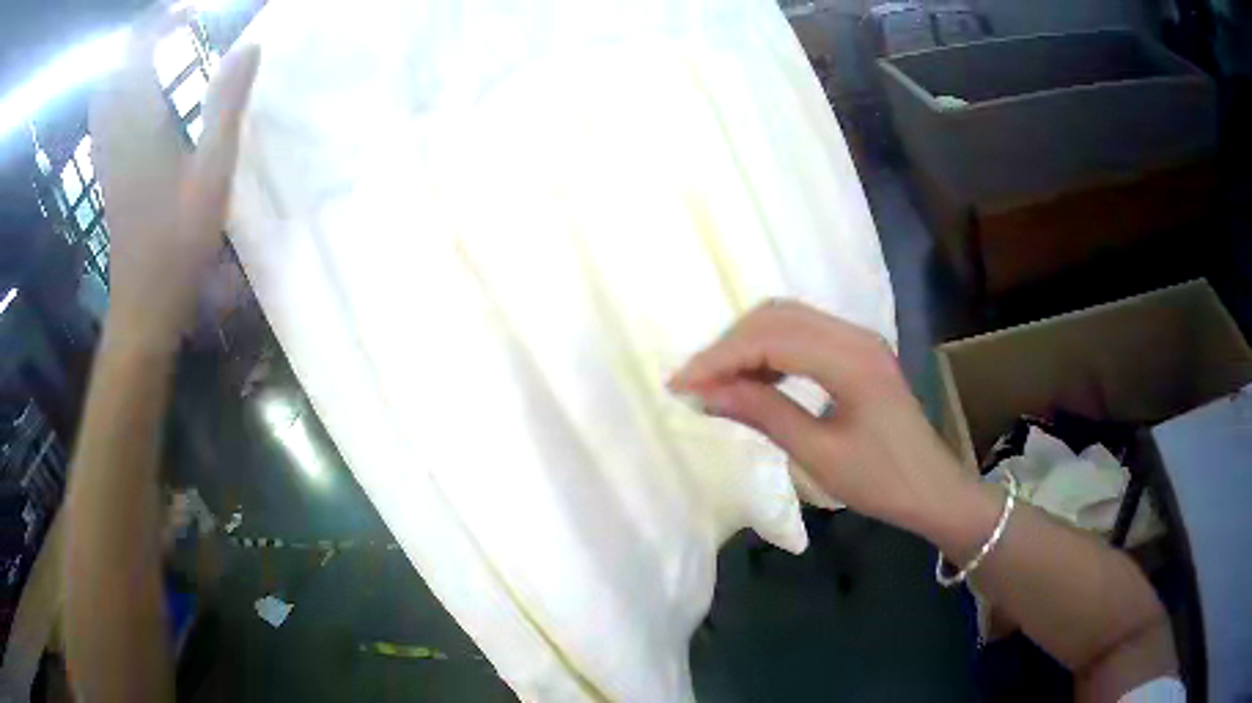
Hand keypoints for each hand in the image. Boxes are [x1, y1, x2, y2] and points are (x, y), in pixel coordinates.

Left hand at [91, 3, 259, 351]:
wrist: (143, 305)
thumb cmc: (179, 245)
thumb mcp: (213, 173)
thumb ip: (227, 105)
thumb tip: (249, 45)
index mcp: (140, 124)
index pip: (138, 50)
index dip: (161, 20)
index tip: (189, 9)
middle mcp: (116, 132)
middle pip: (115, 66)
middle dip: (140, 37)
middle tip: (171, 25)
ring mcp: (106, 155)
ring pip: (105, 91)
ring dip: (127, 62)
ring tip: (155, 51)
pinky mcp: (106, 172)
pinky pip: (103, 118)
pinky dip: (117, 92)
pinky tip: (136, 95)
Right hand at [669, 300, 975, 536]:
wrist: (932, 488)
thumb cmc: (881, 481)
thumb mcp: (818, 454)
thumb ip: (763, 413)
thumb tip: (706, 393)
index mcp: (851, 360)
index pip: (771, 339)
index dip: (720, 358)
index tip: (680, 385)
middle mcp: (854, 335)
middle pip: (776, 317)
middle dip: (729, 346)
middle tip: (695, 384)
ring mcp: (858, 340)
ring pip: (788, 320)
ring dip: (747, 345)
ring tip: (716, 382)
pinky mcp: (857, 352)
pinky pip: (803, 336)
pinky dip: (770, 351)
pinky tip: (753, 378)